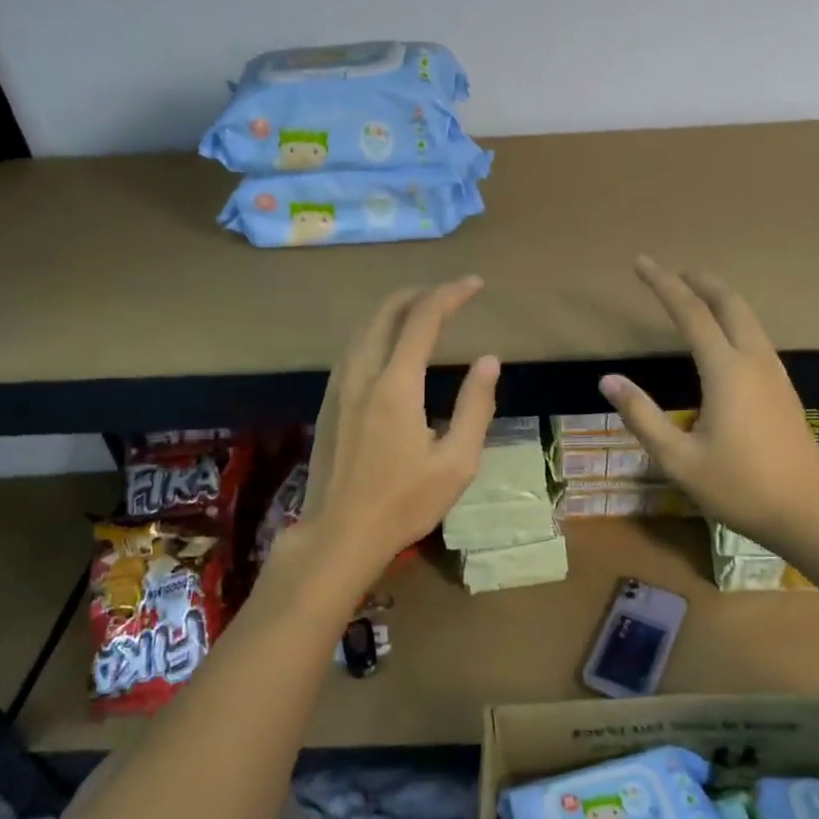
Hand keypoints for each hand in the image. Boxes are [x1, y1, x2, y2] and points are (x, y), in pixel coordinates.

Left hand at [294, 276, 499, 590]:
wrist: (340, 533)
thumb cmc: (404, 503)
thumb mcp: (456, 462)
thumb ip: (475, 406)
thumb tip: (489, 360)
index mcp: (397, 386)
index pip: (423, 319)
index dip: (451, 294)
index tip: (475, 285)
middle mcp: (363, 374)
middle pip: (386, 312)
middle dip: (420, 293)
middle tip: (449, 294)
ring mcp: (340, 386)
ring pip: (364, 327)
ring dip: (394, 309)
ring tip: (422, 311)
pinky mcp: (329, 401)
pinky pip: (353, 347)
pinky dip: (376, 330)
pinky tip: (389, 344)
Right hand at [599, 257, 818, 558]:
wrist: (808, 511)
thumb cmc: (739, 487)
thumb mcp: (678, 459)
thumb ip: (642, 416)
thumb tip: (608, 380)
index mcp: (726, 370)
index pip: (690, 312)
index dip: (663, 284)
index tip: (641, 262)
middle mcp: (753, 360)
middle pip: (728, 303)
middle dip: (699, 281)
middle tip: (672, 271)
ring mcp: (774, 373)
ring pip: (747, 317)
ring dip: (719, 298)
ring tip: (694, 294)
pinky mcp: (782, 388)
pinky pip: (755, 336)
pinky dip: (733, 320)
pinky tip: (722, 337)